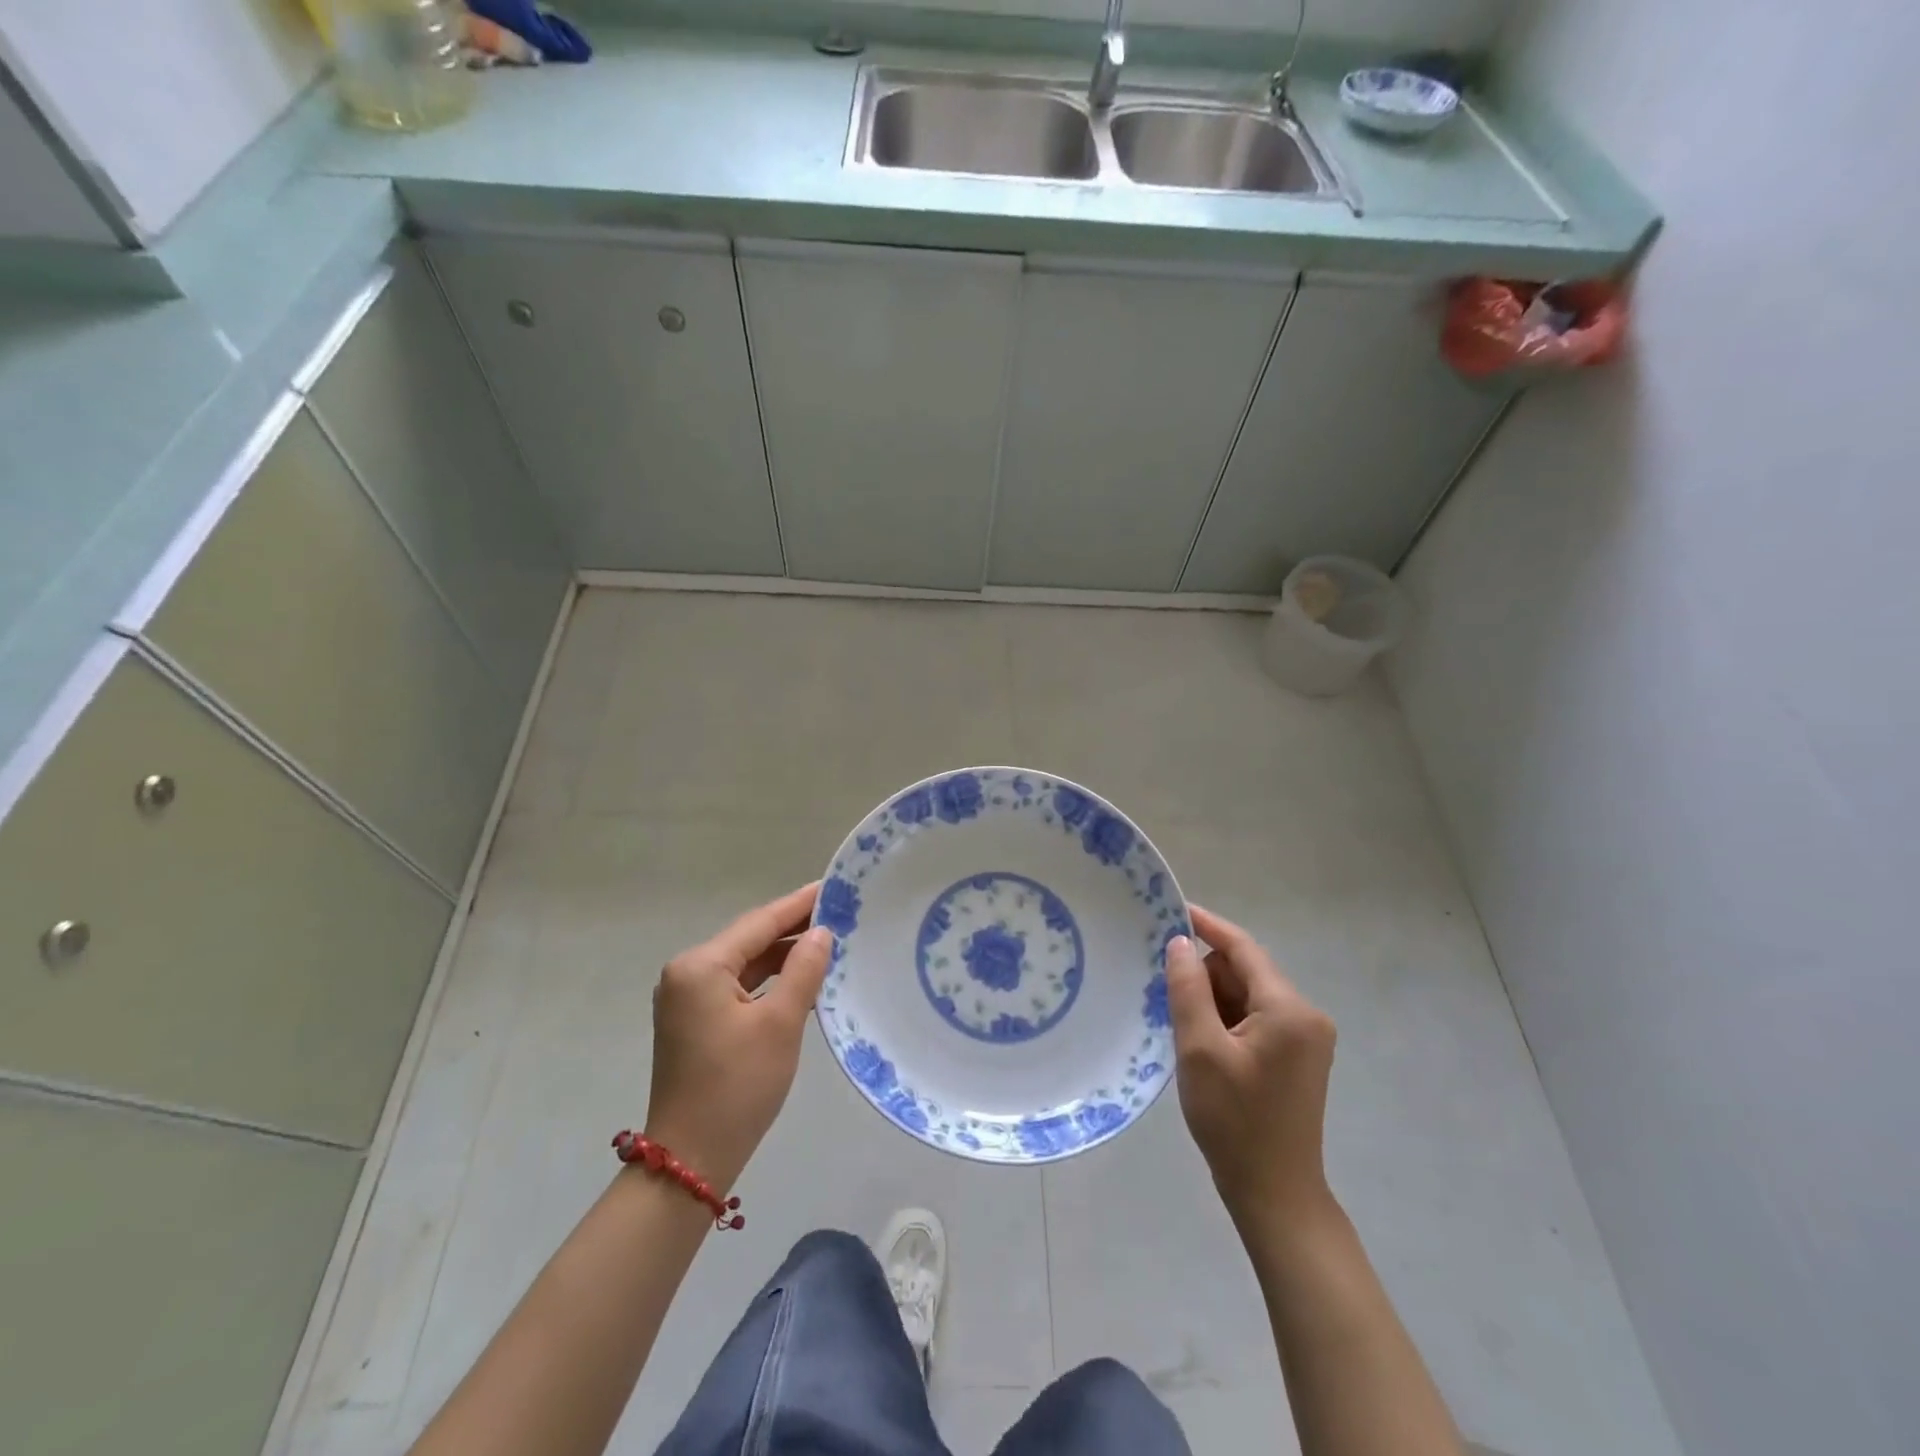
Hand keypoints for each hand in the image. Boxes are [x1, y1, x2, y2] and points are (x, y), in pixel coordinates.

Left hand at [644, 884, 833, 1190]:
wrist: (691, 1161)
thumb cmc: (737, 1087)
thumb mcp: (780, 1023)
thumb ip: (803, 970)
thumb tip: (821, 932)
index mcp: (700, 966)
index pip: (759, 923)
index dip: (799, 904)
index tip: (833, 885)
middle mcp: (686, 974)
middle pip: (749, 940)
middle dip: (792, 929)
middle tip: (840, 913)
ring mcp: (686, 999)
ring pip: (744, 964)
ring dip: (782, 956)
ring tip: (828, 941)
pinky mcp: (693, 1021)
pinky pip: (737, 986)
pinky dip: (768, 981)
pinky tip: (800, 978)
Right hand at [1167, 904, 1337, 1225]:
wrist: (1275, 1195)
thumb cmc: (1235, 1121)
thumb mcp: (1200, 1050)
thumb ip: (1187, 989)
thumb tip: (1179, 942)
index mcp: (1288, 1009)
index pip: (1243, 948)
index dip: (1206, 926)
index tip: (1172, 909)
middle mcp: (1305, 1015)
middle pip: (1244, 972)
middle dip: (1205, 978)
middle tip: (1167, 1002)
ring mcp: (1305, 1038)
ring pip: (1247, 996)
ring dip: (1213, 1003)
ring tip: (1186, 1035)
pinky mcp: (1298, 1057)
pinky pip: (1255, 1018)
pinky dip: (1226, 1022)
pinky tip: (1204, 1047)